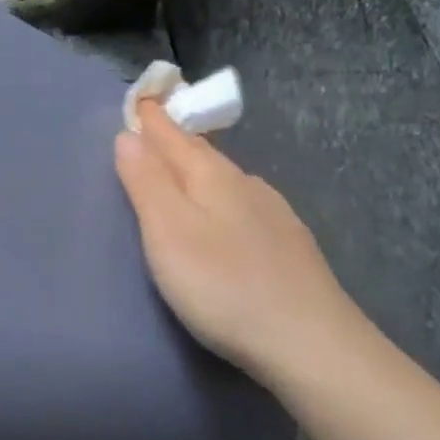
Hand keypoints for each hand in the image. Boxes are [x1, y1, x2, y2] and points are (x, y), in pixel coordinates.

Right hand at [114, 100, 372, 394]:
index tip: (140, 96)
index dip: (153, 118)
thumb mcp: (169, 232)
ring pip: (226, 178)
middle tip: (153, 126)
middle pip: (202, 153)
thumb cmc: (224, 285)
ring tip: (181, 167)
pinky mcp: (289, 245)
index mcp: (212, 177)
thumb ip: (146, 182)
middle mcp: (246, 185)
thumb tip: (128, 135)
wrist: (311, 344)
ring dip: (199, 167)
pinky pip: (244, 202)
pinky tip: (228, 212)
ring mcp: (273, 214)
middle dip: (175, 138)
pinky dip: (222, 195)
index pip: (173, 136)